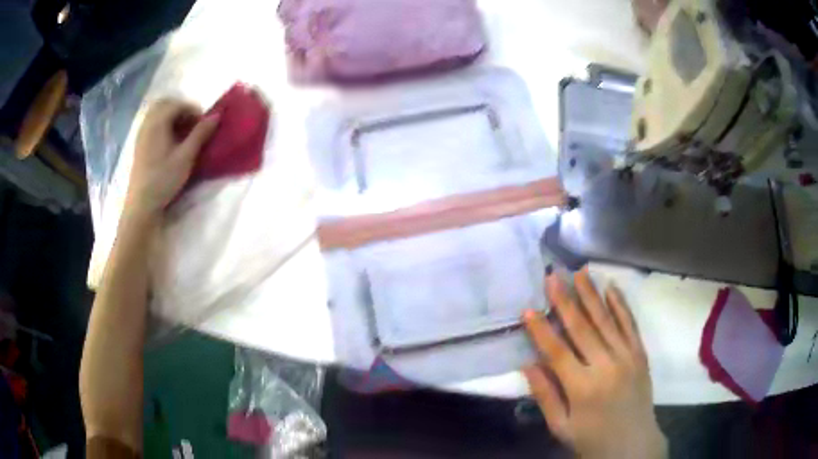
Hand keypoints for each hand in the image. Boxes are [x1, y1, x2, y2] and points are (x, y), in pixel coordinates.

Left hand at [126, 99, 218, 218]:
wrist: (142, 205)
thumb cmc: (163, 179)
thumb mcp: (186, 157)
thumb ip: (201, 134)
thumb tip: (217, 115)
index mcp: (158, 122)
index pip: (178, 104)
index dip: (193, 110)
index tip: (204, 124)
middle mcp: (147, 123)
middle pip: (165, 104)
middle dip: (181, 109)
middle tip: (192, 124)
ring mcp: (141, 134)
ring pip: (157, 113)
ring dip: (171, 117)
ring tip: (182, 133)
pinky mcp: (139, 145)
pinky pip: (151, 124)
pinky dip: (163, 125)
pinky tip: (169, 142)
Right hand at [522, 268, 666, 458]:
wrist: (633, 444)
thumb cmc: (592, 439)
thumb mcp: (561, 427)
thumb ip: (545, 395)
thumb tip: (529, 364)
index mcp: (582, 388)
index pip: (557, 352)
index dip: (541, 330)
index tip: (528, 309)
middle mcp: (606, 366)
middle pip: (582, 328)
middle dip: (565, 300)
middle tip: (553, 276)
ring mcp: (627, 357)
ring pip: (606, 320)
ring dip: (592, 295)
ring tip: (579, 272)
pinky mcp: (640, 354)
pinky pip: (630, 324)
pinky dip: (620, 305)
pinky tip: (611, 288)